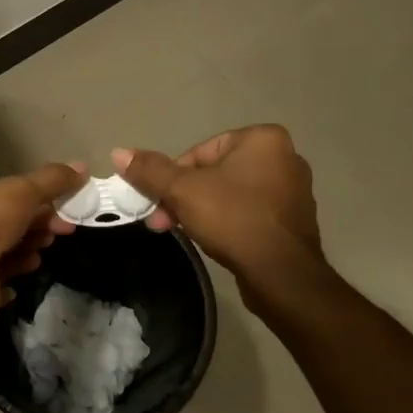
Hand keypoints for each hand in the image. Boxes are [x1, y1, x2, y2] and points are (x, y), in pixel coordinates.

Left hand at [0, 163, 84, 333]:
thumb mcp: (23, 190)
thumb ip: (52, 180)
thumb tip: (82, 167)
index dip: (30, 198)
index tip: (59, 206)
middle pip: (2, 223)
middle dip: (34, 226)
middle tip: (60, 230)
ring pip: (1, 252)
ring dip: (26, 250)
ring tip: (43, 251)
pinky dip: (13, 276)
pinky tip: (28, 272)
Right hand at [114, 126, 321, 280]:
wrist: (281, 274)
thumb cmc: (233, 218)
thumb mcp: (182, 191)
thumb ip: (150, 170)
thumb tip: (118, 152)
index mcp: (262, 139)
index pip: (199, 153)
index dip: (173, 179)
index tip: (161, 204)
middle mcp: (284, 157)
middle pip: (214, 173)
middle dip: (186, 197)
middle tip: (166, 222)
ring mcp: (293, 190)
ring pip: (231, 194)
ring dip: (204, 211)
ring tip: (189, 233)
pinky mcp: (294, 220)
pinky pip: (250, 212)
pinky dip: (230, 222)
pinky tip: (218, 241)